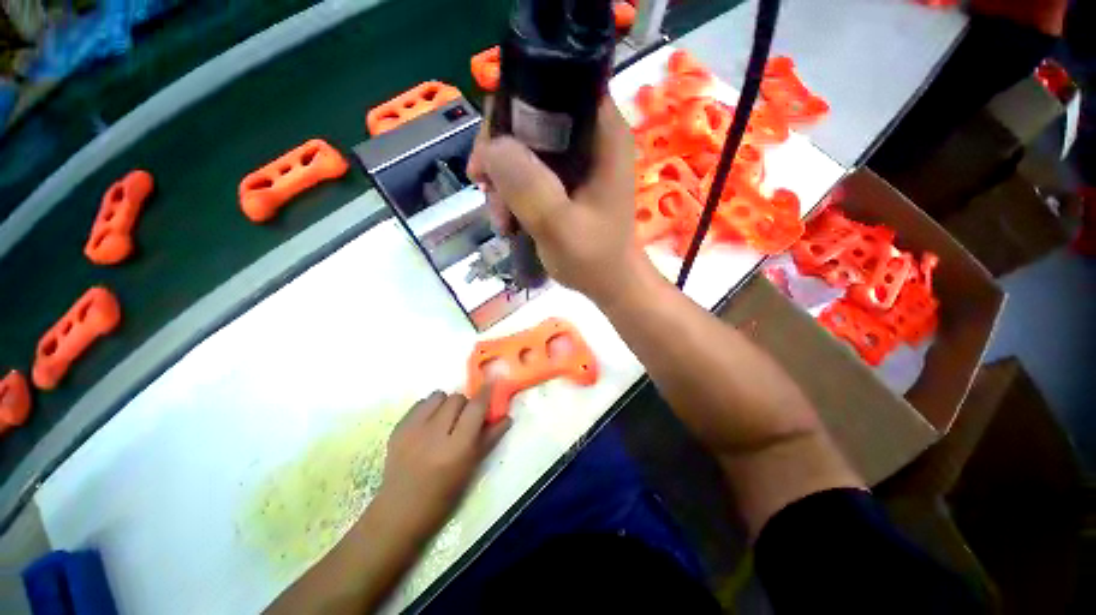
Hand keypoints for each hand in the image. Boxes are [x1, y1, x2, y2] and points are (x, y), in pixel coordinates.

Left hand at [375, 388, 510, 538]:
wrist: (399, 510)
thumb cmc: (443, 494)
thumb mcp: (471, 468)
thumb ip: (490, 438)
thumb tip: (507, 416)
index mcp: (457, 447)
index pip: (475, 407)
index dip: (485, 392)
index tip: (491, 383)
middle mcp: (434, 433)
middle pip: (457, 397)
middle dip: (465, 404)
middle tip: (464, 419)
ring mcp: (413, 429)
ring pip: (438, 395)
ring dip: (446, 403)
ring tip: (444, 419)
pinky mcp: (397, 428)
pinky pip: (420, 403)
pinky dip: (429, 408)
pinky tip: (428, 424)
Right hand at [467, 99, 645, 304]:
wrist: (608, 282)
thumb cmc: (594, 259)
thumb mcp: (560, 227)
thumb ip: (530, 188)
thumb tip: (492, 148)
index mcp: (603, 133)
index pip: (552, 86)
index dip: (512, 110)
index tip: (490, 153)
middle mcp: (591, 135)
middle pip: (530, 117)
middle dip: (501, 154)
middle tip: (486, 190)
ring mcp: (578, 157)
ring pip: (524, 146)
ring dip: (503, 179)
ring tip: (501, 220)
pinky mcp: (567, 177)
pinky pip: (528, 169)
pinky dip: (512, 190)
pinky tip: (508, 218)